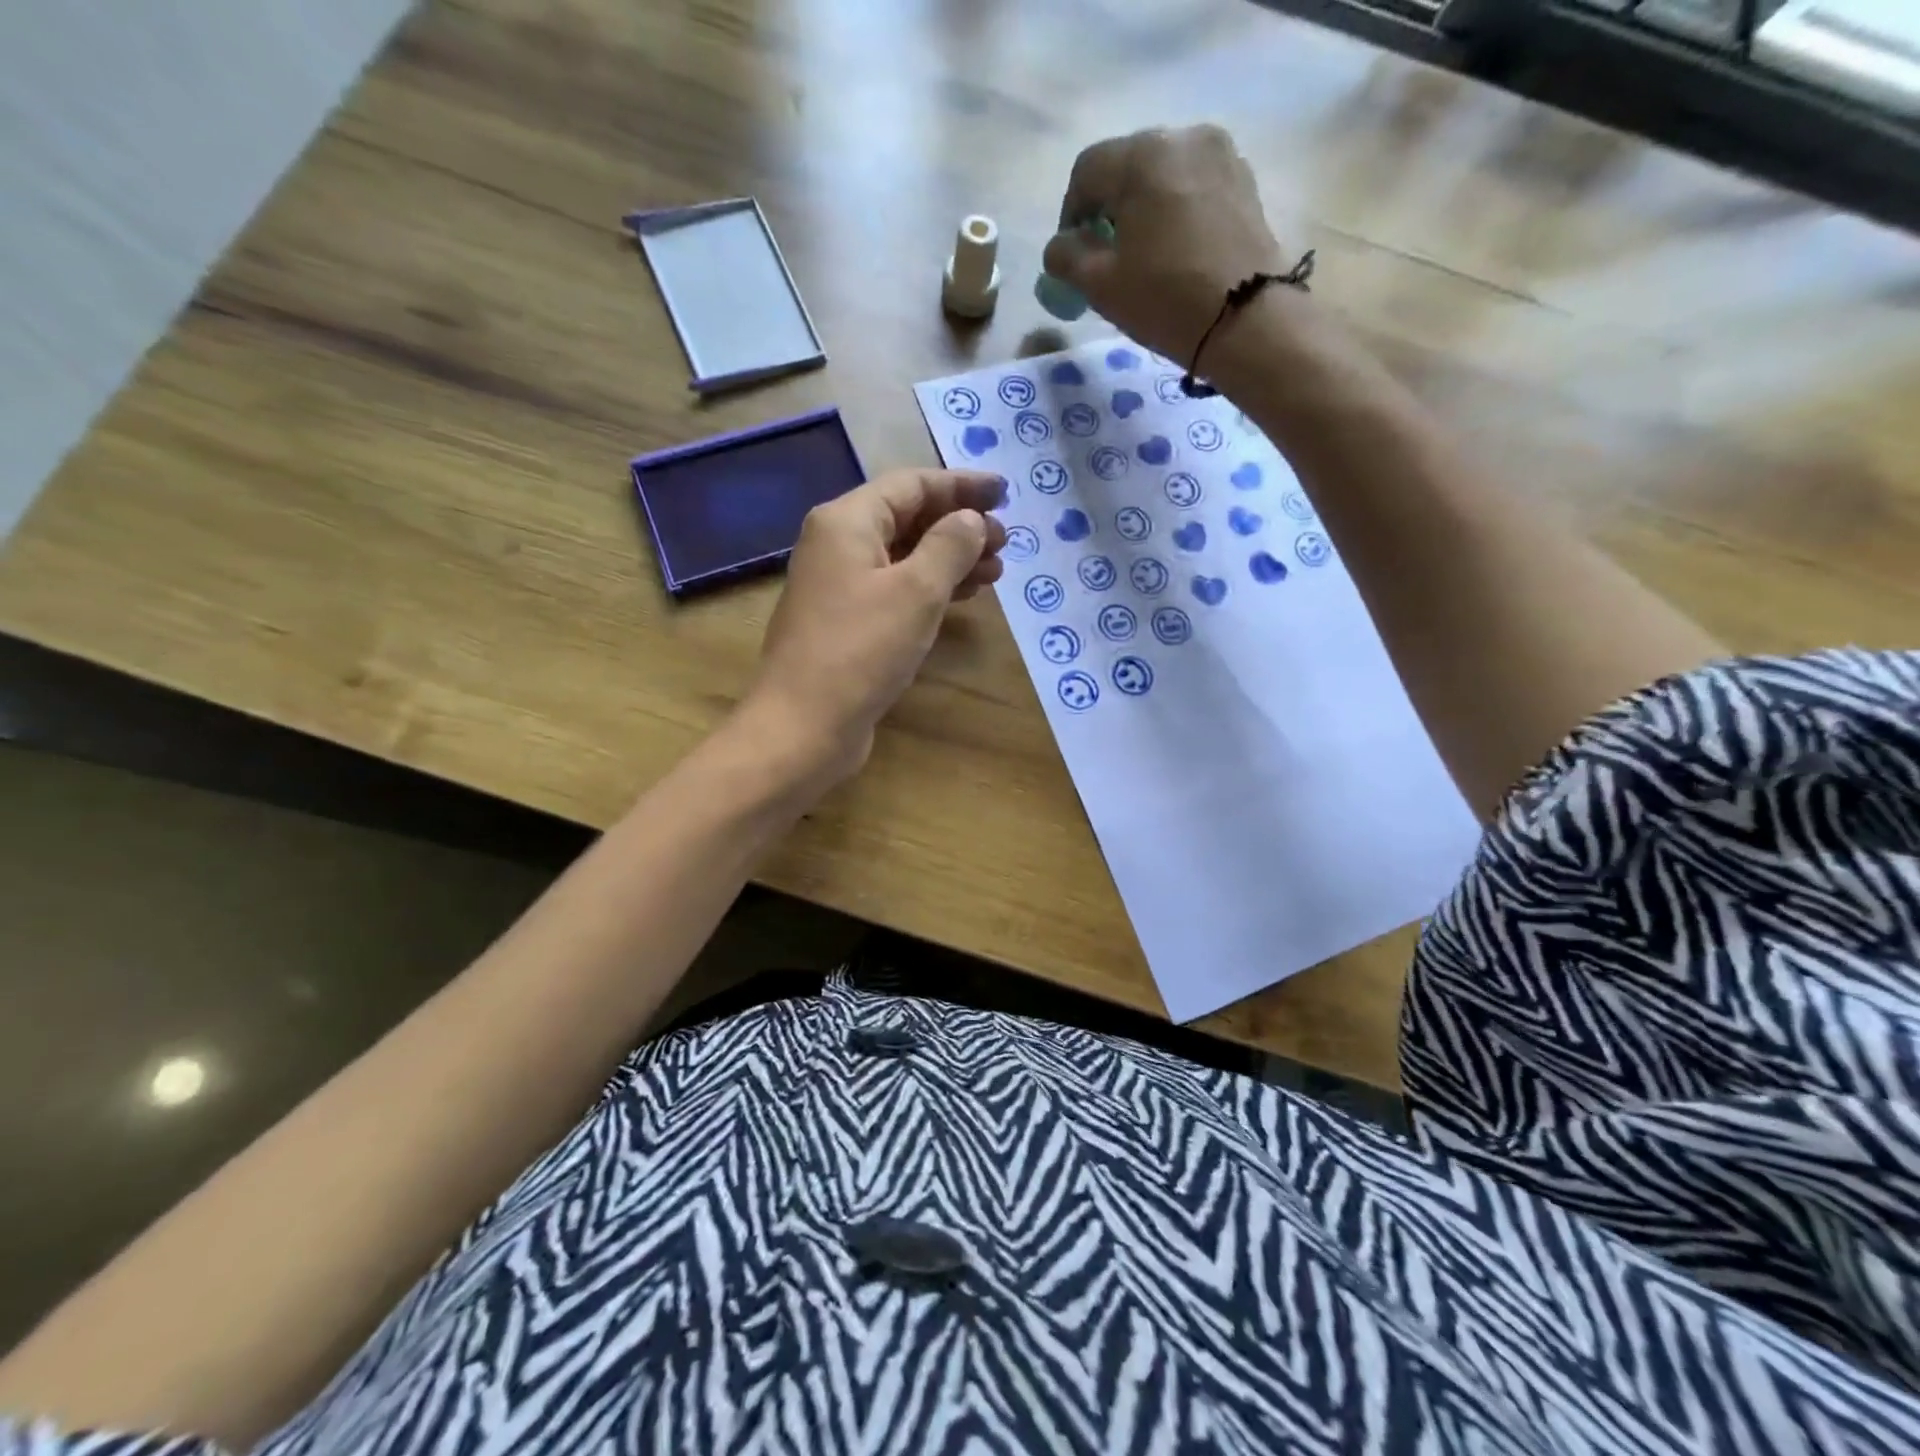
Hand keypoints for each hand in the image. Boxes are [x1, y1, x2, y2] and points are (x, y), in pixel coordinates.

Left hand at [740, 468, 1006, 785]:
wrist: (804, 725)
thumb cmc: (861, 650)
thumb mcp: (916, 591)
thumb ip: (950, 545)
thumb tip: (970, 519)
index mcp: (847, 521)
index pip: (912, 484)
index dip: (962, 485)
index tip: (1005, 494)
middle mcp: (838, 545)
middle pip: (907, 518)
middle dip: (959, 526)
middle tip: (1005, 544)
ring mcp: (839, 586)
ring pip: (904, 557)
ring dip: (950, 560)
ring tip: (995, 573)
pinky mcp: (847, 623)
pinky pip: (895, 590)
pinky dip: (930, 589)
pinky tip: (961, 599)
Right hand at [1043, 125, 1288, 365]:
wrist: (1248, 320)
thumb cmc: (1166, 299)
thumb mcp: (1101, 285)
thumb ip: (1067, 258)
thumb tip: (1060, 247)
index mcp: (1141, 156)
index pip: (1086, 171)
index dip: (1070, 214)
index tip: (1072, 256)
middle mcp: (1183, 138)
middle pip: (1127, 167)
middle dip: (1109, 209)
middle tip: (1106, 259)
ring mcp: (1221, 155)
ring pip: (1163, 177)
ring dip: (1143, 210)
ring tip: (1144, 258)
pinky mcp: (1244, 181)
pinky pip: (1194, 188)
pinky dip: (1176, 212)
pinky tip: (1176, 253)